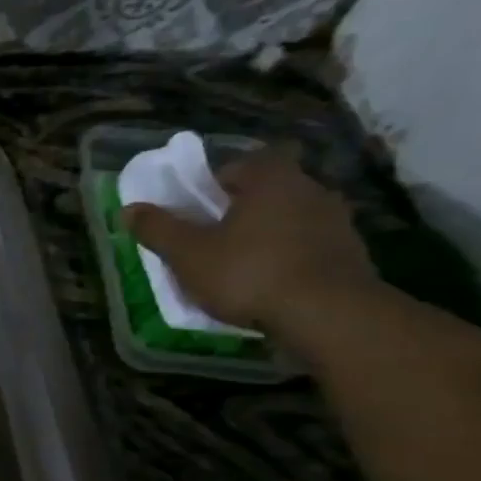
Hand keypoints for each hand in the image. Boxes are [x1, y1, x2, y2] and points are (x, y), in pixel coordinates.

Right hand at [123, 147, 377, 337]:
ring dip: (265, 234)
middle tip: (211, 237)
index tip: (196, 208)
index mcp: (271, 180)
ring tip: (239, 264)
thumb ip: (158, 228)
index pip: (240, 164)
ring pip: (288, 219)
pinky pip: (308, 246)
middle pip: (266, 192)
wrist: (328, 315)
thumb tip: (129, 208)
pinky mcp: (351, 254)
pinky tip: (269, 283)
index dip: (214, 183)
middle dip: (239, 210)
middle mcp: (310, 190)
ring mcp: (337, 222)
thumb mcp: (187, 254)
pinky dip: (288, 257)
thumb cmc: (248, 273)